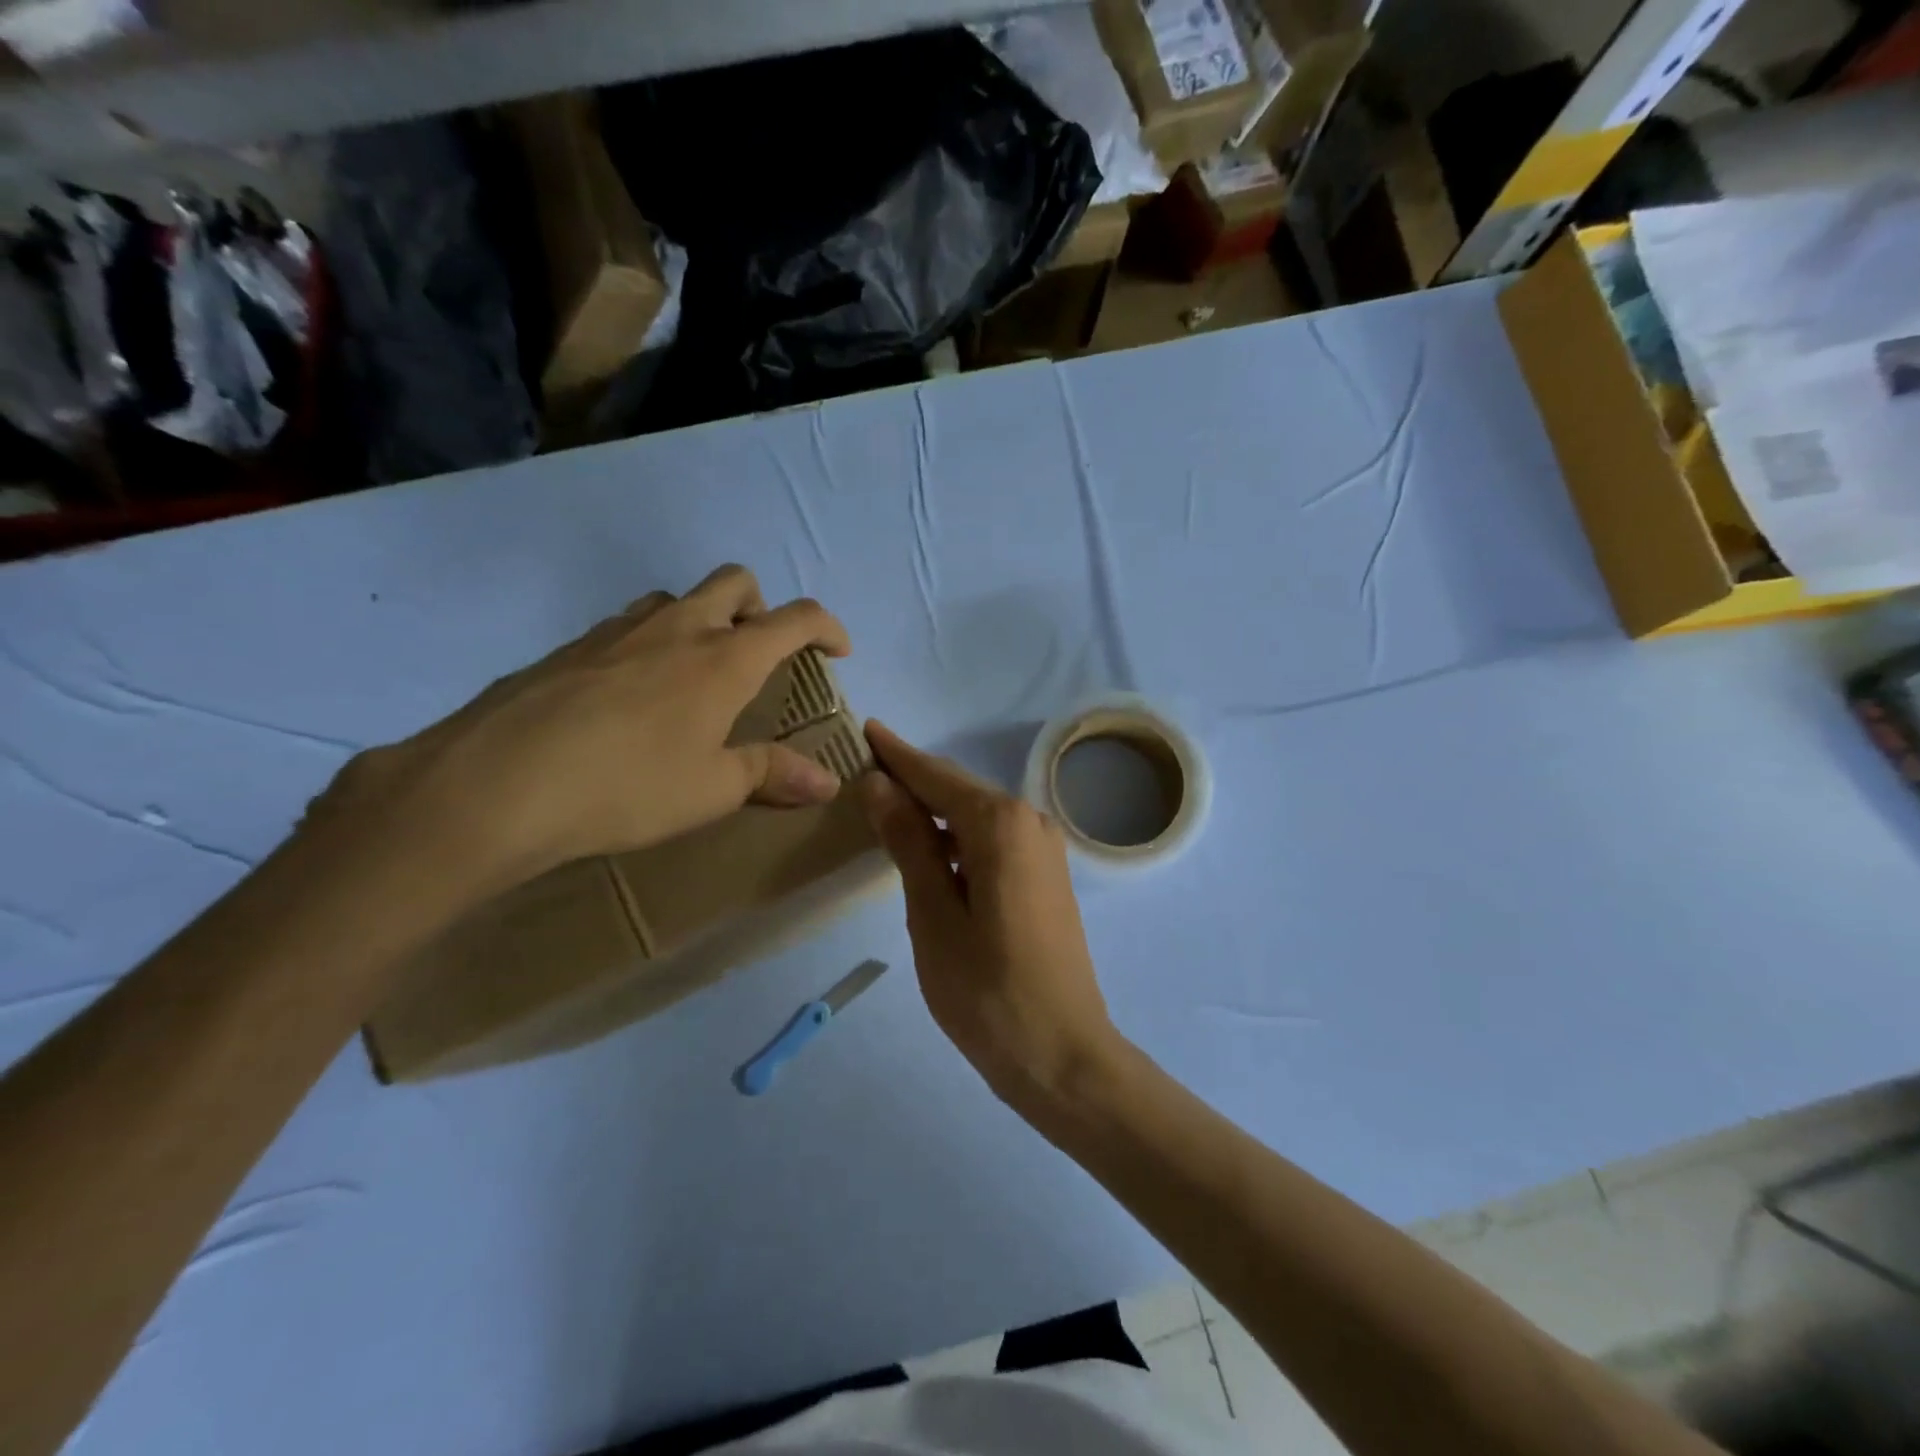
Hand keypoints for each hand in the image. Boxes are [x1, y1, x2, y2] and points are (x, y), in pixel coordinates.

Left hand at [319, 565, 850, 892]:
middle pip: (734, 583)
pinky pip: (625, 628)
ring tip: (695, 675)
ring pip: (675, 599)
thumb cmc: (628, 786)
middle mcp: (677, 629)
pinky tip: (629, 698)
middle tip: (760, 652)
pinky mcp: (567, 648)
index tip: (838, 651)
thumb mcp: (711, 789)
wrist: (495, 783)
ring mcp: (616, 631)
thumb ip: (772, 775)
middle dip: (761, 607)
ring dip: (701, 620)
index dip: (827, 627)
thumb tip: (827, 783)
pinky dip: (649, 645)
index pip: (795, 619)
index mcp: (724, 659)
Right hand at [858, 721, 1119, 1107]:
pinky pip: (994, 840)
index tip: (866, 728)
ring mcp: (1044, 850)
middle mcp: (1030, 822)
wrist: (1062, 1054)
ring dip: (935, 811)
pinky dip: (958, 838)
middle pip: (959, 790)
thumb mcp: (933, 914)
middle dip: (914, 779)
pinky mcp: (1047, 877)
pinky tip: (931, 852)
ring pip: (977, 816)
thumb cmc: (986, 990)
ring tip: (887, 807)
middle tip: (866, 768)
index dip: (897, 755)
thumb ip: (909, 843)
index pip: (936, 776)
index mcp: (1000, 824)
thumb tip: (880, 785)